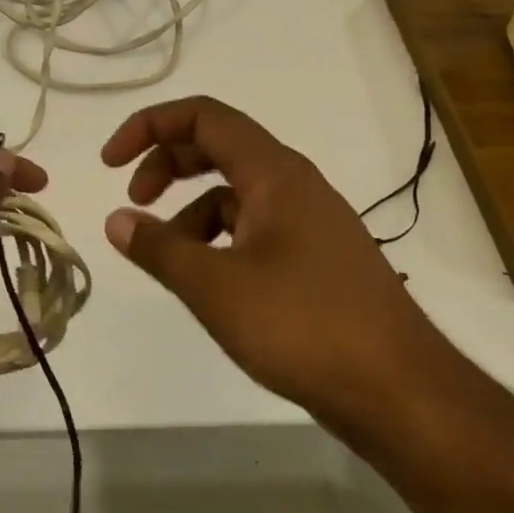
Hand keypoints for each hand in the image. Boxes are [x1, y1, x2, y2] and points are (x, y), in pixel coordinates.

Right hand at [100, 96, 438, 424]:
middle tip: (133, 201)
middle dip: (165, 165)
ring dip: (191, 212)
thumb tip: (115, 221)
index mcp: (274, 173)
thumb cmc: (304, 327)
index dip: (149, 126)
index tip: (110, 164)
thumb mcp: (215, 287)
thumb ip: (159, 248)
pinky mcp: (316, 259)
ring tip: (169, 258)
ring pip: (235, 193)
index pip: (203, 116)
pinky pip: (254, 228)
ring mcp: (310, 222)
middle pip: (217, 147)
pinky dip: (219, 240)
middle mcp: (294, 185)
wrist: (403, 395)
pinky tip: (209, 283)